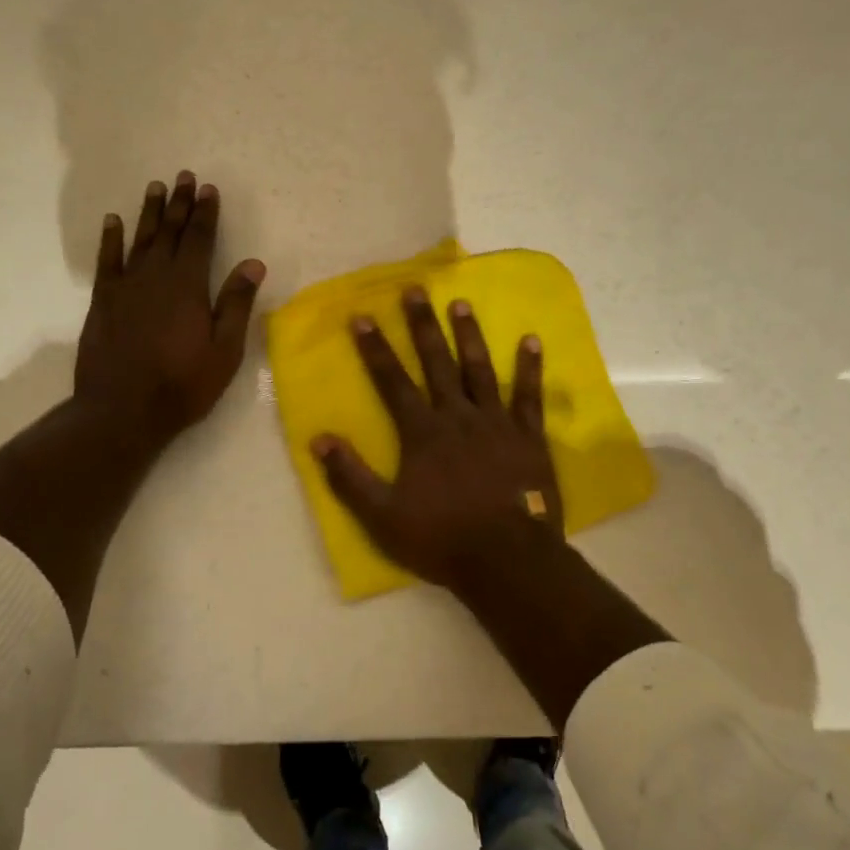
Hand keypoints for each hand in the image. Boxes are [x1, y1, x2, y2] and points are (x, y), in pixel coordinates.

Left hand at [74, 171, 264, 449]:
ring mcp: (125, 287)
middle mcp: (155, 276)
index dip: (205, 213)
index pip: (199, 239)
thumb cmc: (182, 385)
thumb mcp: (224, 351)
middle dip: (179, 203)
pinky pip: (108, 261)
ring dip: (149, 212)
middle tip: (184, 176)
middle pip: (169, 231)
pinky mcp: (103, 302)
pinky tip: (113, 221)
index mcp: (188, 286)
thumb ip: (236, 304)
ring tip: (155, 187)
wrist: (122, 411)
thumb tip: (253, 263)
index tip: (209, 189)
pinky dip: (111, 239)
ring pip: (140, 239)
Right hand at [311, 287, 563, 590]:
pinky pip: (528, 396)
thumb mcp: (382, 516)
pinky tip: (531, 341)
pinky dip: (530, 368)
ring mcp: (496, 423)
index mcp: (422, 432)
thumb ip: (349, 477)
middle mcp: (457, 416)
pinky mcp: (528, 437)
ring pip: (480, 369)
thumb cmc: (441, 538)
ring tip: (461, 303)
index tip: (362, 316)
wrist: (508, 560)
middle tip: (415, 290)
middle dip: (422, 326)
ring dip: (470, 335)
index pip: (392, 381)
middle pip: (436, 362)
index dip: (375, 348)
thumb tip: (317, 440)